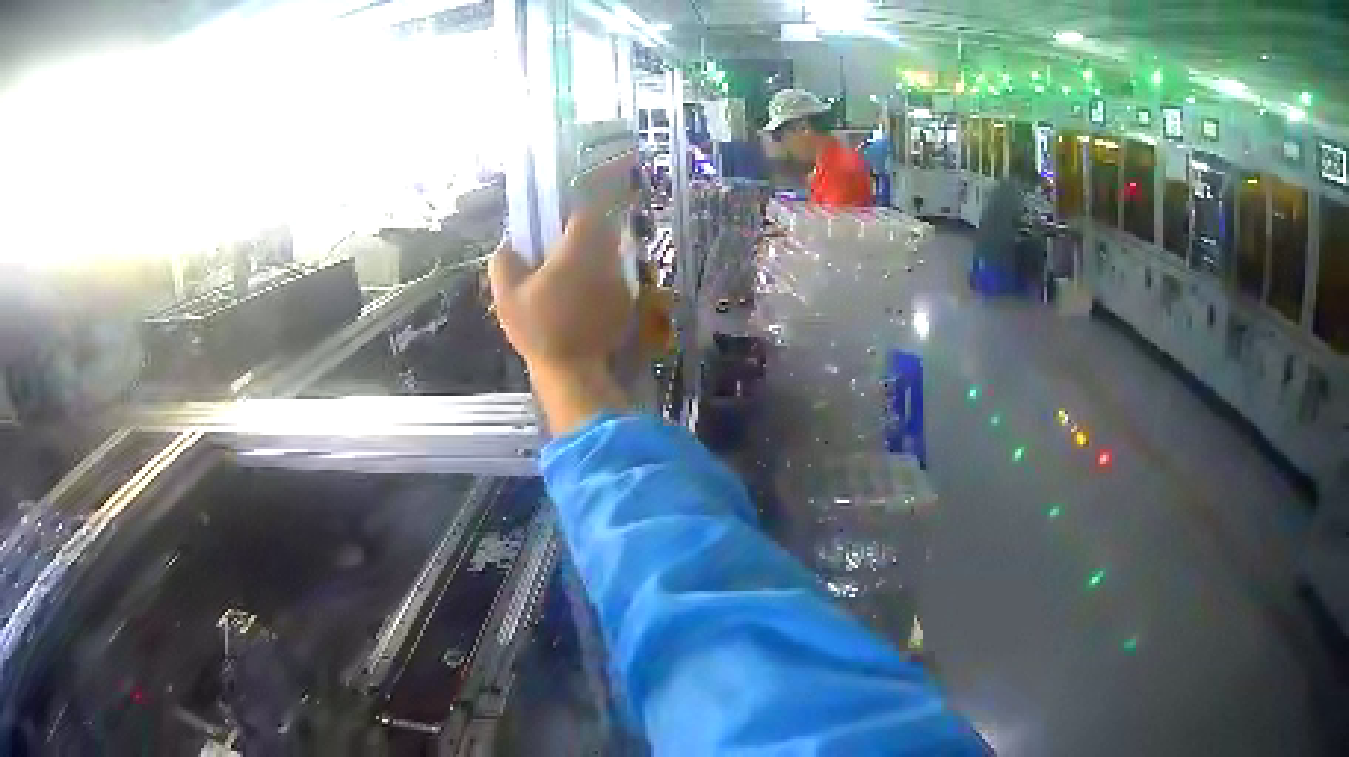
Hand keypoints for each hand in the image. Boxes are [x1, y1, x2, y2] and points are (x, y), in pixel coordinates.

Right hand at [489, 211, 631, 432]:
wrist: (573, 370)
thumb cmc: (538, 329)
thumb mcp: (507, 296)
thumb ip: (505, 262)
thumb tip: (509, 246)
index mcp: (579, 250)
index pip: (585, 213)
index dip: (569, 215)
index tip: (554, 226)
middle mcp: (606, 259)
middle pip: (602, 231)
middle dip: (583, 235)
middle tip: (560, 251)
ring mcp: (620, 282)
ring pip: (610, 254)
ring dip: (593, 258)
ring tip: (569, 278)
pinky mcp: (626, 303)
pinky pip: (614, 279)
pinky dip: (600, 281)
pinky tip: (582, 300)